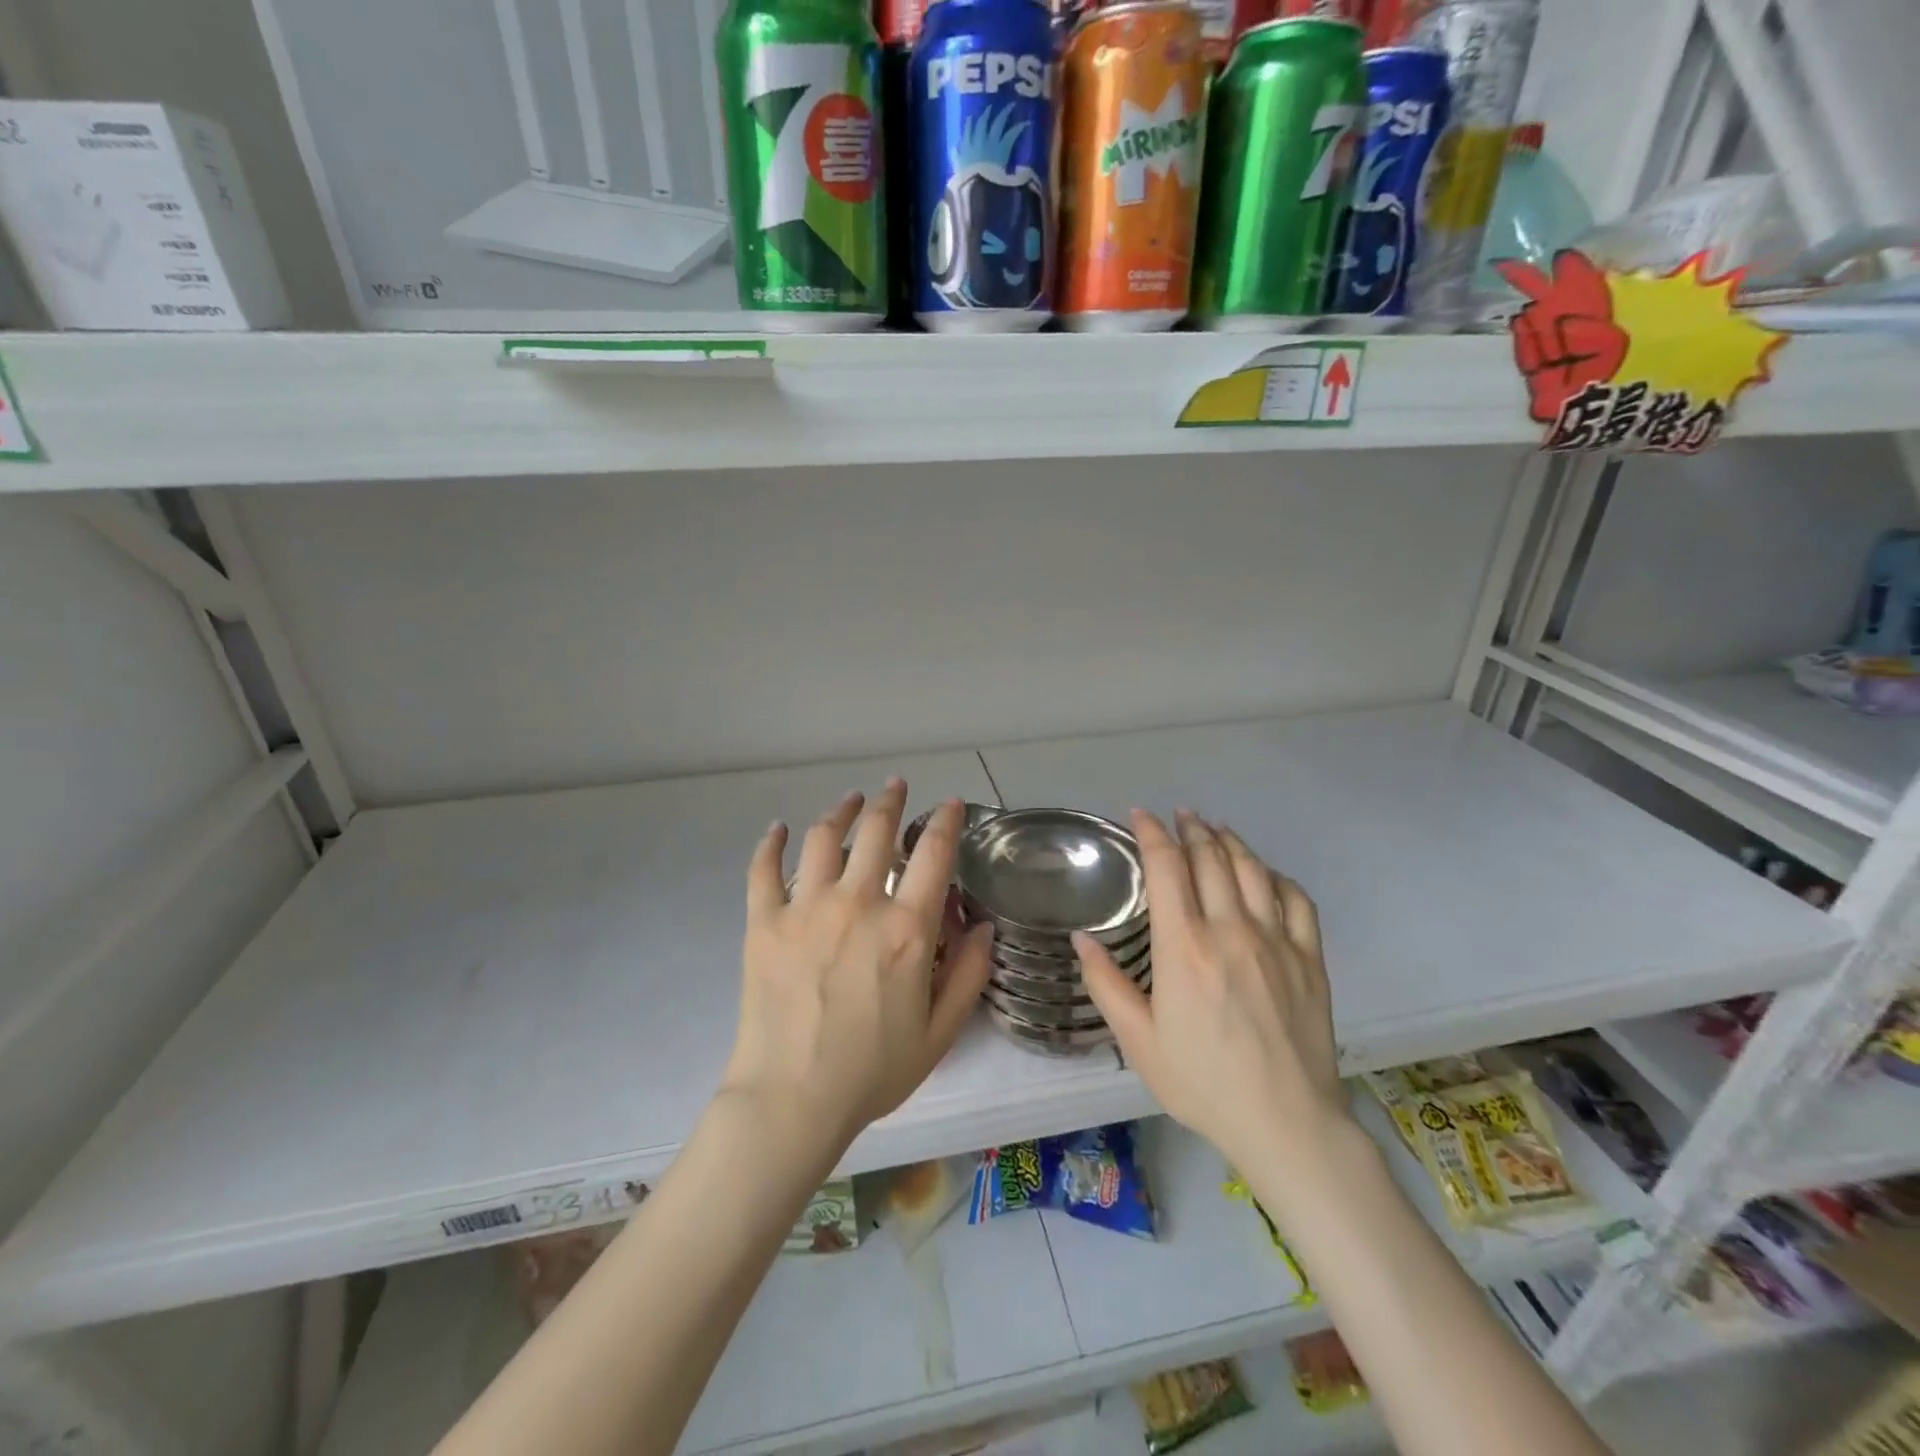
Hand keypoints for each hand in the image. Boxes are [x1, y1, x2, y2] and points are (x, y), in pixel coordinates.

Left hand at [724, 780, 994, 1156]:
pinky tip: (777, 829)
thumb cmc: (871, 1071)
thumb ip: (969, 974)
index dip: (946, 821)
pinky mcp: (764, 923)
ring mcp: (806, 908)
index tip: (950, 804)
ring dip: (841, 810)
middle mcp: (858, 904)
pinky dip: (770, 844)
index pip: (933, 854)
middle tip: (895, 786)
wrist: (790, 1100)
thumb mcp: (940, 1032)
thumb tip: (982, 927)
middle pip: (876, 832)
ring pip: (824, 838)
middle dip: (890, 801)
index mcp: (906, 929)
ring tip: (850, 799)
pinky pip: (763, 870)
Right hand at [1076, 810, 1349, 1174]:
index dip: (1152, 833)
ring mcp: (1275, 941)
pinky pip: (1295, 899)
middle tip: (1179, 815)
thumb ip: (1105, 984)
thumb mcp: (1138, 1041)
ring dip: (1230, 841)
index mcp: (1184, 946)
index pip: (1167, 867)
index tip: (1141, 816)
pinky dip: (1275, 876)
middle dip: (1191, 829)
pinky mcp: (1308, 958)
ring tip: (1215, 829)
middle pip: (1210, 858)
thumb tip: (1080, 937)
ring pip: (1252, 870)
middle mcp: (1230, 930)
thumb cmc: (1202, 1082)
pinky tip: (1264, 873)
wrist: (1286, 1122)